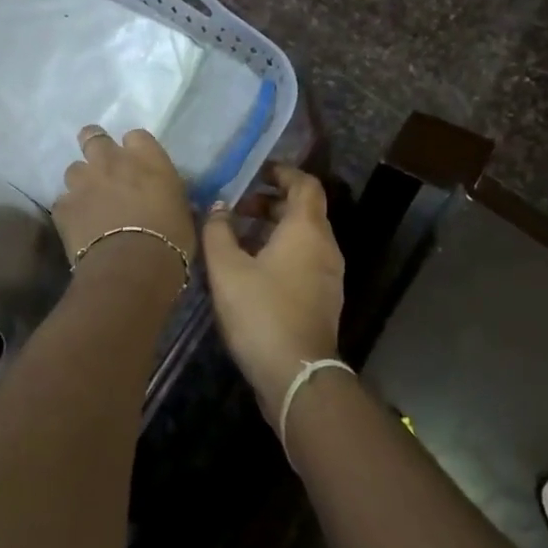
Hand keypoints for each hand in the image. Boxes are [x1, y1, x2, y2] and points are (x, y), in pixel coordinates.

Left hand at [52, 125, 195, 292]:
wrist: (132, 266)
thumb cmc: (171, 239)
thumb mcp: (182, 210)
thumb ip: (168, 193)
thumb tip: (164, 195)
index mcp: (147, 158)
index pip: (136, 136)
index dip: (134, 149)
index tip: (137, 164)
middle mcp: (111, 161)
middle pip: (93, 136)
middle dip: (95, 146)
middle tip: (102, 166)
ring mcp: (83, 182)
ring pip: (74, 169)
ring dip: (82, 181)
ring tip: (90, 201)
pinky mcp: (63, 207)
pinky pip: (64, 202)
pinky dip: (71, 210)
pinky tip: (79, 226)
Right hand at [202, 165, 343, 413]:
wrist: (296, 374)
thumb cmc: (261, 312)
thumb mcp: (227, 269)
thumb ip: (218, 231)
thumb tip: (217, 206)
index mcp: (307, 229)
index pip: (306, 184)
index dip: (283, 173)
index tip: (256, 173)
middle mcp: (325, 246)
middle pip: (305, 209)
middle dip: (272, 202)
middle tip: (239, 208)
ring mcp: (329, 274)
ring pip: (305, 236)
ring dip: (276, 228)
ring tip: (240, 237)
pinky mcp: (324, 298)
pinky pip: (306, 259)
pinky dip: (283, 251)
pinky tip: (254, 269)